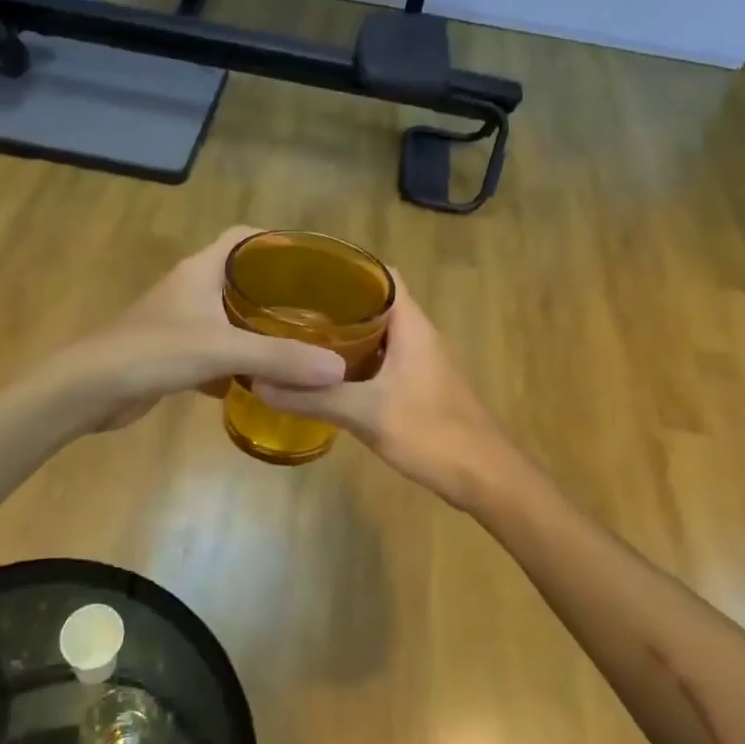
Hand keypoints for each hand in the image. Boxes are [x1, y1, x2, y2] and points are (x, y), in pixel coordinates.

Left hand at [55, 227, 347, 432]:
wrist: (90, 389)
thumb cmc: (154, 351)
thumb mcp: (222, 349)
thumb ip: (279, 357)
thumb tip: (337, 369)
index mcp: (202, 269)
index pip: (243, 236)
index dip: (276, 240)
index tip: (312, 260)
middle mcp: (192, 287)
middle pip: (241, 276)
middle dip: (277, 290)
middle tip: (319, 307)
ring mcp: (180, 321)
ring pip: (229, 316)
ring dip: (258, 328)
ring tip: (300, 341)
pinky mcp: (173, 353)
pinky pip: (216, 348)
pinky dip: (238, 360)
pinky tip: (264, 379)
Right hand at [254, 284, 520, 512]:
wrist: (485, 477)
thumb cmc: (432, 433)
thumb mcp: (366, 413)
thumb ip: (314, 398)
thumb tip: (259, 382)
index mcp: (412, 325)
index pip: (381, 274)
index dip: (348, 266)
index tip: (306, 271)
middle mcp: (417, 334)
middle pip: (375, 302)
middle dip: (336, 301)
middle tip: (290, 305)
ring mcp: (420, 362)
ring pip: (378, 333)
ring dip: (344, 333)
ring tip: (299, 334)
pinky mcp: (418, 386)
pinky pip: (381, 359)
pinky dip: (354, 360)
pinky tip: (325, 375)